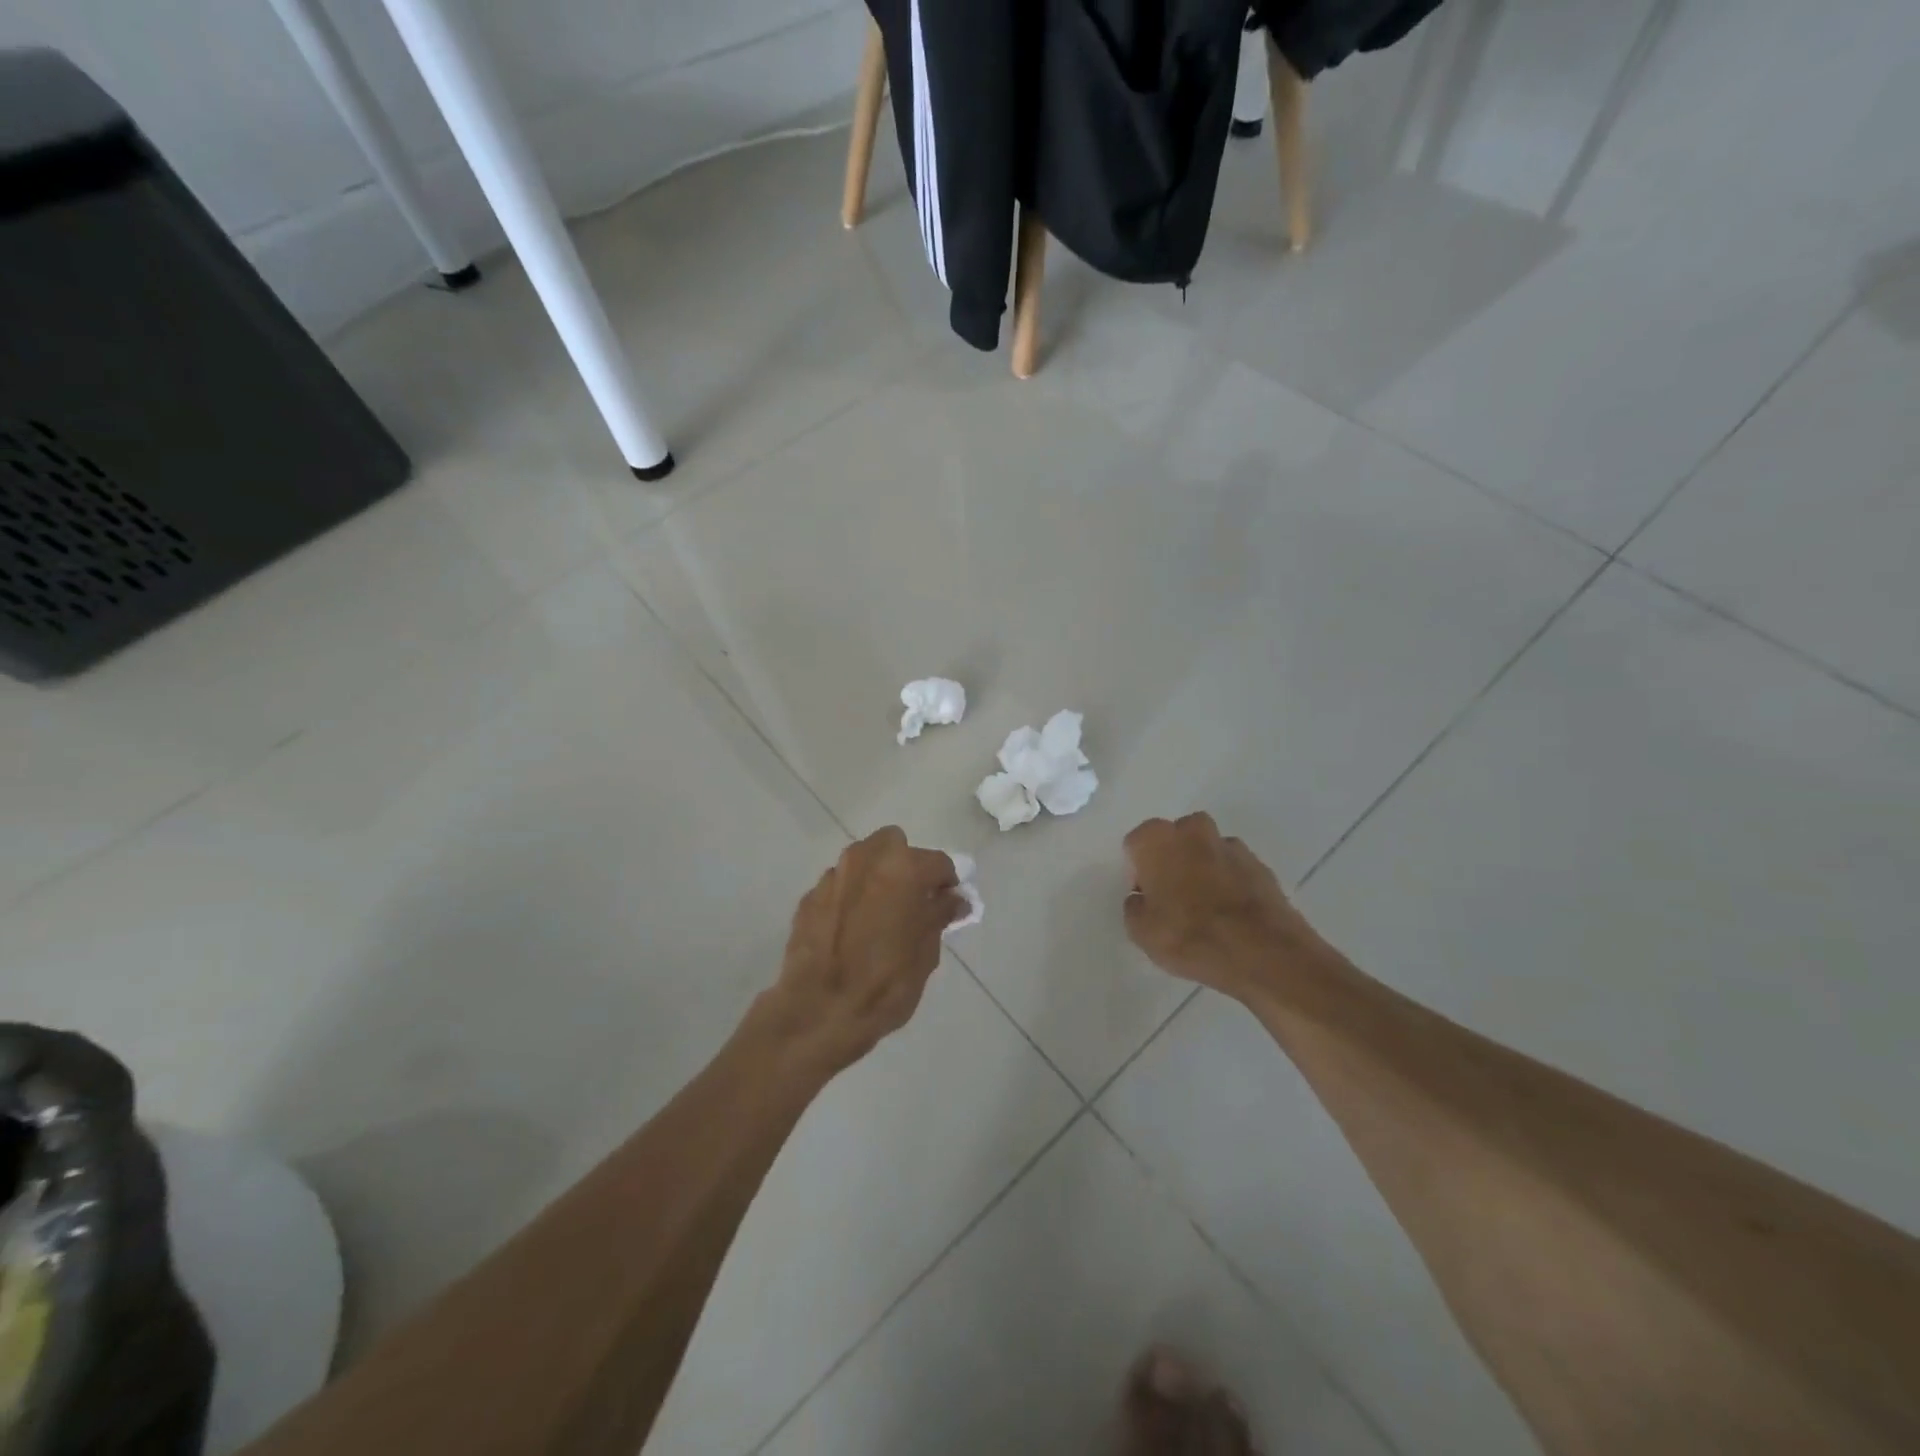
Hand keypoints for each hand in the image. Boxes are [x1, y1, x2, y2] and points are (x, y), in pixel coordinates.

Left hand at [760, 827, 965, 1079]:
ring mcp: (832, 876)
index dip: (947, 884)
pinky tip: (851, 931)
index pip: (938, 863)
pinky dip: (851, 898)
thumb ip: (939, 916)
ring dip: (876, 878)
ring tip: (880, 917)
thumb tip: (954, 899)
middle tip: (912, 902)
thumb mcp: (925, 953)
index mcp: (902, 868)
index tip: (947, 906)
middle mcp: (865, 859)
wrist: (817, 1013)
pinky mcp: (809, 898)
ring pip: (863, 861)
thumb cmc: (884, 984)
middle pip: (894, 845)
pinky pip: (840, 886)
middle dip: (907, 865)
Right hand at [1123, 813, 1327, 1002]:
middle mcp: (1193, 831)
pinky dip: (1229, 882)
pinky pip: (1234, 868)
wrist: (1263, 953)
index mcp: (1158, 839)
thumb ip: (1134, 906)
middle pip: (1174, 837)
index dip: (1138, 870)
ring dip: (1202, 868)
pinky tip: (1231, 913)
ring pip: (1207, 849)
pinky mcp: (1261, 864)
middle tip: (1173, 896)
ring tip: (1206, 907)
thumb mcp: (1141, 932)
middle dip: (1172, 859)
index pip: (1136, 842)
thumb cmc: (1190, 936)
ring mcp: (1231, 845)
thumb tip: (1142, 897)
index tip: (1146, 896)